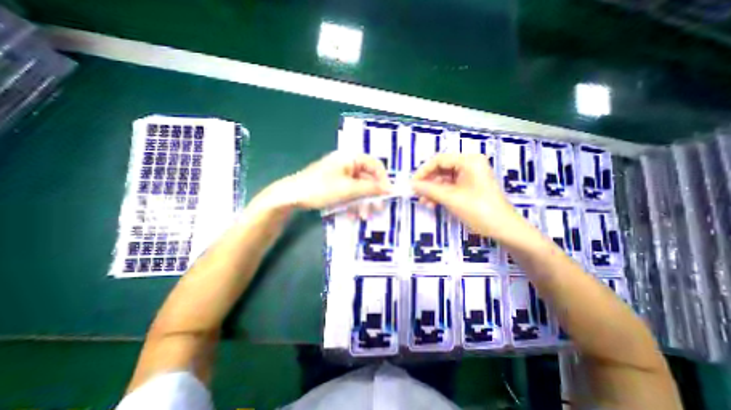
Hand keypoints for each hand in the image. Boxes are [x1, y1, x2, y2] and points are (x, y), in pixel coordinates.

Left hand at [252, 153, 389, 212]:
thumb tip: (390, 189)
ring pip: (359, 187)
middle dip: (372, 195)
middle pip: (368, 178)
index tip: (388, 195)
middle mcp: (348, 163)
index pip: (375, 165)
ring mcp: (341, 174)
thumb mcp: (348, 189)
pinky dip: (353, 202)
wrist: (292, 195)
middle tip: (377, 209)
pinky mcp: (336, 184)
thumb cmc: (321, 188)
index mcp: (351, 157)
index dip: (383, 180)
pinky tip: (353, 214)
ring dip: (363, 201)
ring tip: (363, 216)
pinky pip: (350, 192)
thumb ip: (370, 188)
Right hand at [410, 154, 525, 240]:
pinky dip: (440, 194)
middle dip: (428, 182)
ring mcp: (469, 175)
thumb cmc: (479, 210)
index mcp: (468, 161)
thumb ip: (429, 189)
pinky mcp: (469, 186)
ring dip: (433, 190)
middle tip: (417, 194)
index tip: (413, 184)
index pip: (439, 160)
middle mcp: (469, 164)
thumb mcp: (451, 199)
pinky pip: (450, 186)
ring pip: (444, 179)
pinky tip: (432, 203)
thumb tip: (412, 185)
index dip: (423, 171)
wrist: (503, 229)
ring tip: (424, 202)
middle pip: (441, 169)